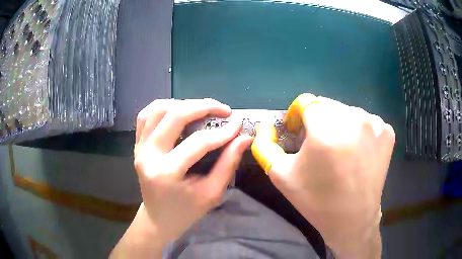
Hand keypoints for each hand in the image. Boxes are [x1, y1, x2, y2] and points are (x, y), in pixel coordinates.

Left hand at [112, 99, 251, 257]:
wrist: (159, 218)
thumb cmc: (186, 211)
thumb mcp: (212, 193)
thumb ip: (228, 164)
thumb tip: (244, 138)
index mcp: (166, 173)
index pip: (199, 143)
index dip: (223, 132)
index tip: (239, 125)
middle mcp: (148, 155)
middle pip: (175, 116)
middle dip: (203, 106)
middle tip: (224, 110)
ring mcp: (139, 147)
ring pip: (157, 109)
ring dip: (182, 104)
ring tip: (202, 109)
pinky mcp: (137, 144)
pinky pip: (146, 115)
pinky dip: (163, 107)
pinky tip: (178, 111)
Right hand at [252, 94, 394, 257]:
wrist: (353, 219)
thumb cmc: (316, 200)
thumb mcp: (281, 174)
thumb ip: (265, 145)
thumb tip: (265, 125)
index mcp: (325, 129)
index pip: (306, 102)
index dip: (298, 116)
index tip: (298, 132)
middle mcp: (353, 119)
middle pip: (326, 105)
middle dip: (318, 121)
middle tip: (318, 146)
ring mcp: (374, 123)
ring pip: (347, 112)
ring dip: (339, 125)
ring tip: (339, 150)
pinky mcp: (387, 132)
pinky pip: (366, 121)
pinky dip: (359, 131)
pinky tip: (357, 152)